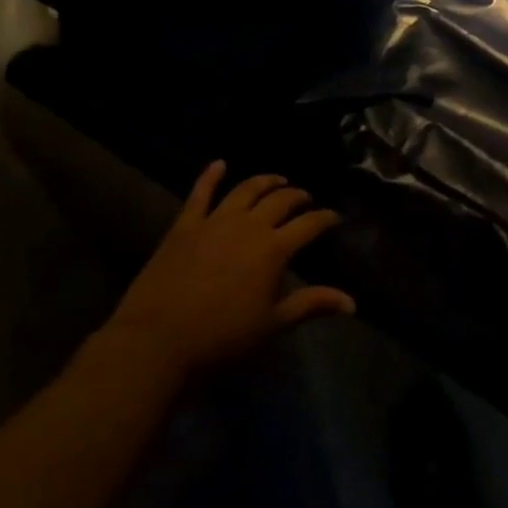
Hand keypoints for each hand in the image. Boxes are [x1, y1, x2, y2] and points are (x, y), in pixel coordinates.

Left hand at [103, 161, 352, 379]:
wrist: (154, 343)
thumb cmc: (220, 337)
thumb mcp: (272, 323)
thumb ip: (312, 304)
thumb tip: (352, 303)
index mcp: (274, 248)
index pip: (310, 223)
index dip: (326, 218)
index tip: (334, 218)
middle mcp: (249, 226)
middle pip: (281, 200)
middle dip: (298, 196)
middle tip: (306, 199)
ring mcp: (215, 222)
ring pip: (246, 190)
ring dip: (266, 181)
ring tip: (277, 180)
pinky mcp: (184, 226)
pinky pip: (199, 194)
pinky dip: (210, 176)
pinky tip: (219, 164)